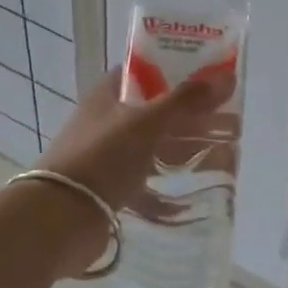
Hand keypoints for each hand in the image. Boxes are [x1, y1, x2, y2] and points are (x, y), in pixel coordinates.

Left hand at [38, 69, 235, 215]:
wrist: (60, 217)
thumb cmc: (102, 157)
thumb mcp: (147, 123)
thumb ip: (186, 100)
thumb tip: (227, 76)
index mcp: (106, 95)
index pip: (142, 72)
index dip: (173, 70)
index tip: (207, 77)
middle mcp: (105, 122)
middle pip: (153, 111)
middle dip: (188, 116)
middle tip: (226, 120)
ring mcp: (106, 157)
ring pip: (151, 149)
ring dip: (180, 152)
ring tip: (220, 157)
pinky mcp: (108, 190)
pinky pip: (143, 186)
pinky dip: (164, 194)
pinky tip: (189, 202)